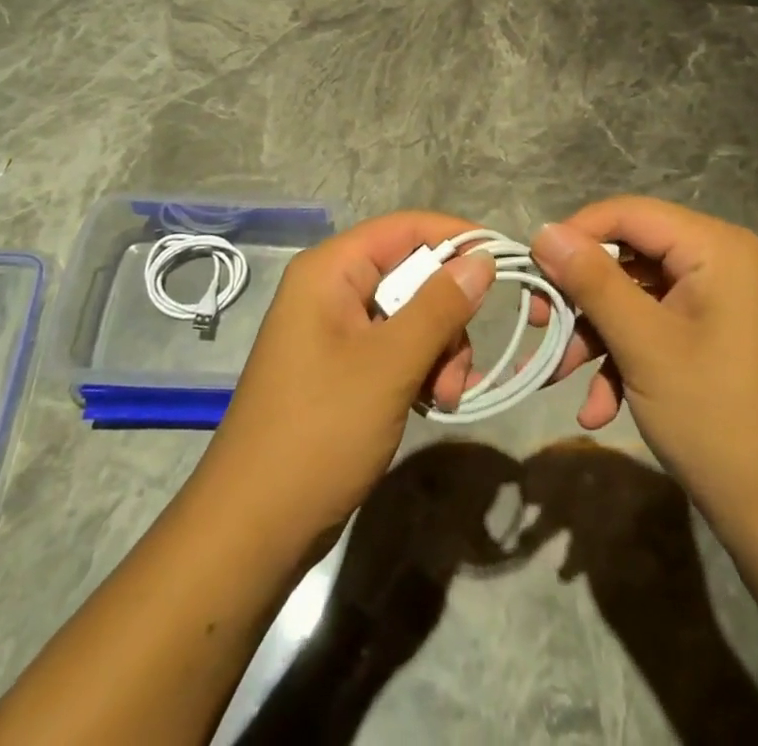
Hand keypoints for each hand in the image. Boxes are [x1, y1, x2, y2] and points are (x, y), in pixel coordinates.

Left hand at [196, 212, 494, 552]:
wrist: (253, 529)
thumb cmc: (320, 432)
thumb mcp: (390, 364)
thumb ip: (440, 306)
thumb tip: (482, 258)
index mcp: (330, 270)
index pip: (404, 228)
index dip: (456, 237)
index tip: (505, 259)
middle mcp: (330, 290)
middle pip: (410, 274)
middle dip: (447, 314)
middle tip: (459, 366)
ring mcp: (333, 331)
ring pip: (409, 315)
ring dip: (438, 349)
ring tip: (444, 396)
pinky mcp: (340, 368)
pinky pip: (394, 347)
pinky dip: (420, 368)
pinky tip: (431, 402)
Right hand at [528, 197, 757, 519]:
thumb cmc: (715, 418)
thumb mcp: (643, 344)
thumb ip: (591, 281)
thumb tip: (543, 231)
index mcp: (717, 249)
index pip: (629, 213)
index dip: (576, 234)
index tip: (533, 268)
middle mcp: (722, 263)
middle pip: (630, 257)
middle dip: (582, 297)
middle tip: (538, 323)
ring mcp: (719, 303)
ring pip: (637, 297)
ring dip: (596, 335)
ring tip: (558, 376)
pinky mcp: (714, 338)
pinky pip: (657, 328)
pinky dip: (624, 360)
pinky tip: (599, 408)